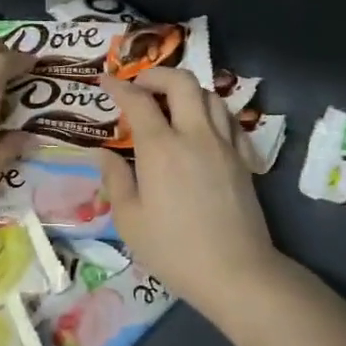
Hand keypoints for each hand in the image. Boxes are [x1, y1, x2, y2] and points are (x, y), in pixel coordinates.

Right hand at [98, 68, 283, 319]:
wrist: (235, 271)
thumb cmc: (173, 250)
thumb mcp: (129, 220)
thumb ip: (115, 180)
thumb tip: (102, 154)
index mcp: (161, 148)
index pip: (138, 101)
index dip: (118, 87)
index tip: (104, 81)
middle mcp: (195, 135)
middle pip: (181, 82)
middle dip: (156, 75)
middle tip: (139, 86)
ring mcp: (224, 144)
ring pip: (209, 95)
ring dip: (186, 91)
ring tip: (169, 105)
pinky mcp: (243, 159)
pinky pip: (229, 119)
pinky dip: (211, 111)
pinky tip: (201, 126)